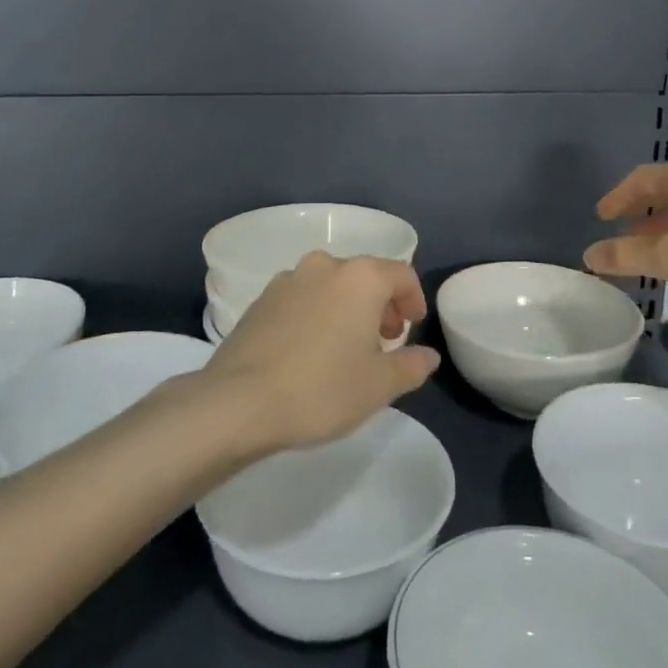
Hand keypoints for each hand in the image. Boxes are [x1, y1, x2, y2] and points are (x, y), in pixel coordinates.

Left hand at [198, 252, 438, 453]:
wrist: (239, 402)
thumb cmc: (321, 389)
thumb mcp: (379, 385)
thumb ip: (411, 365)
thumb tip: (428, 355)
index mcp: (360, 277)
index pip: (401, 274)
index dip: (414, 299)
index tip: (412, 329)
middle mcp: (325, 266)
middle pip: (365, 276)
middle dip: (381, 305)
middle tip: (384, 341)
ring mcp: (288, 279)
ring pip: (331, 285)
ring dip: (347, 308)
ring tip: (347, 348)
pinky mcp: (260, 299)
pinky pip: (302, 298)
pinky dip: (317, 313)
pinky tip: (310, 350)